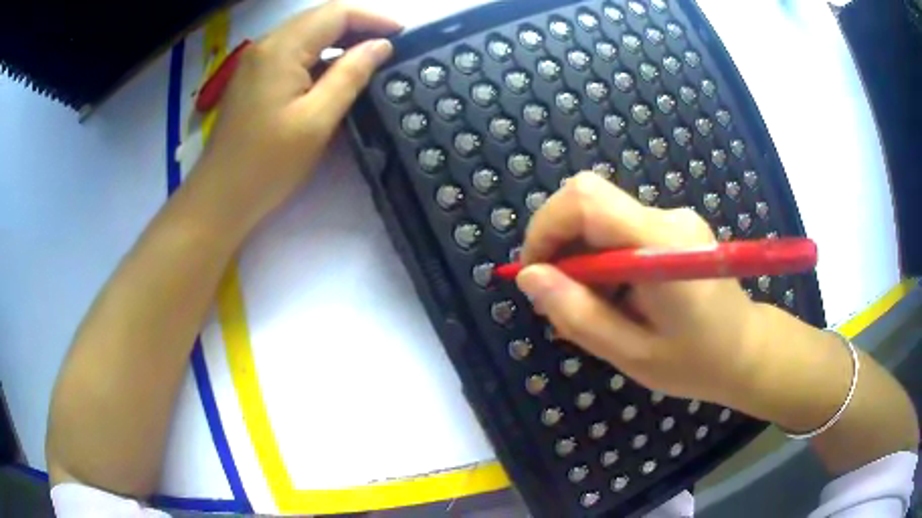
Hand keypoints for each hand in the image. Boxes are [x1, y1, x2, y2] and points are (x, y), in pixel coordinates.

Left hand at [193, 2, 400, 232]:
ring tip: (369, 57)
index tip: (403, 35)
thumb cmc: (267, 164)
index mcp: (281, 49)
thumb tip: (380, 46)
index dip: (373, 18)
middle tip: (390, 46)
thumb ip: (351, 75)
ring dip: (339, 39)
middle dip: (358, 25)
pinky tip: (334, 71)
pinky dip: (319, 54)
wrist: (220, 198)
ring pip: (306, 33)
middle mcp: (266, 45)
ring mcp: (256, 61)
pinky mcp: (253, 77)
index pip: (335, 13)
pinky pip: (292, 52)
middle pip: (319, 18)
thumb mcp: (317, 120)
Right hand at [517, 172, 763, 404]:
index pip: (586, 199)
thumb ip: (578, 314)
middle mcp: (667, 217)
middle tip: (561, 299)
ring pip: (600, 217)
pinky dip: (601, 259)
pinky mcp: (673, 227)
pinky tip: (615, 297)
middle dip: (559, 245)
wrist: (748, 350)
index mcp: (661, 245)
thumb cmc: (697, 362)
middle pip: (589, 201)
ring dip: (580, 257)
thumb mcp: (631, 354)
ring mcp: (673, 218)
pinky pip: (619, 229)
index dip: (546, 227)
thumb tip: (529, 277)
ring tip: (594, 308)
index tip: (535, 274)